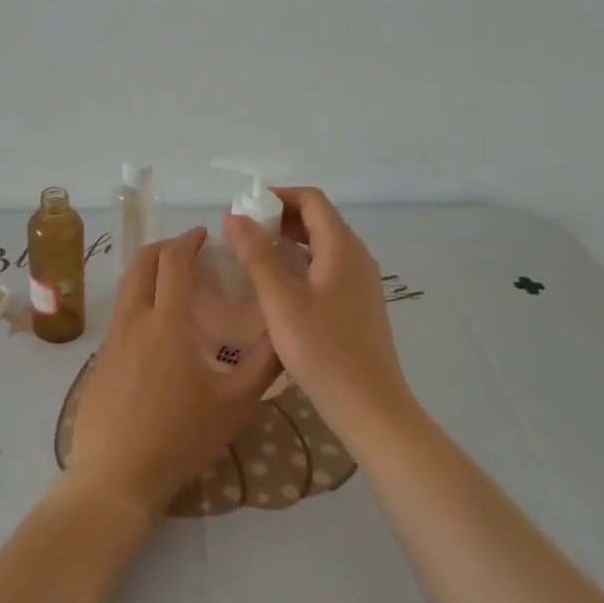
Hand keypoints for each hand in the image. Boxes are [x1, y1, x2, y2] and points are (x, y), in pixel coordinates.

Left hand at [65, 228, 282, 518]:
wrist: (116, 473)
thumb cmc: (181, 437)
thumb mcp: (235, 404)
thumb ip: (264, 364)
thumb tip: (284, 332)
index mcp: (168, 321)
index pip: (174, 261)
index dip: (188, 240)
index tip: (204, 235)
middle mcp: (135, 318)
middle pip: (142, 262)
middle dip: (166, 247)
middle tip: (190, 252)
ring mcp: (112, 338)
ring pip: (127, 285)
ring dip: (149, 271)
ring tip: (175, 284)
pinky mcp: (100, 357)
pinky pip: (121, 312)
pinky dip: (139, 299)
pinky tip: (157, 327)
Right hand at [224, 187, 411, 436]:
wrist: (370, 406)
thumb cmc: (323, 350)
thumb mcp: (281, 301)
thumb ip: (256, 256)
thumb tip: (234, 217)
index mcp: (342, 247)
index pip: (310, 199)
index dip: (276, 196)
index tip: (242, 210)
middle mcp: (356, 256)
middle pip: (316, 219)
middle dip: (277, 218)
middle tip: (239, 234)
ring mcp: (359, 281)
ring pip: (320, 244)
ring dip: (286, 241)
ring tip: (249, 256)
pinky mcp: (356, 303)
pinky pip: (325, 267)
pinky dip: (298, 263)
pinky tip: (274, 285)